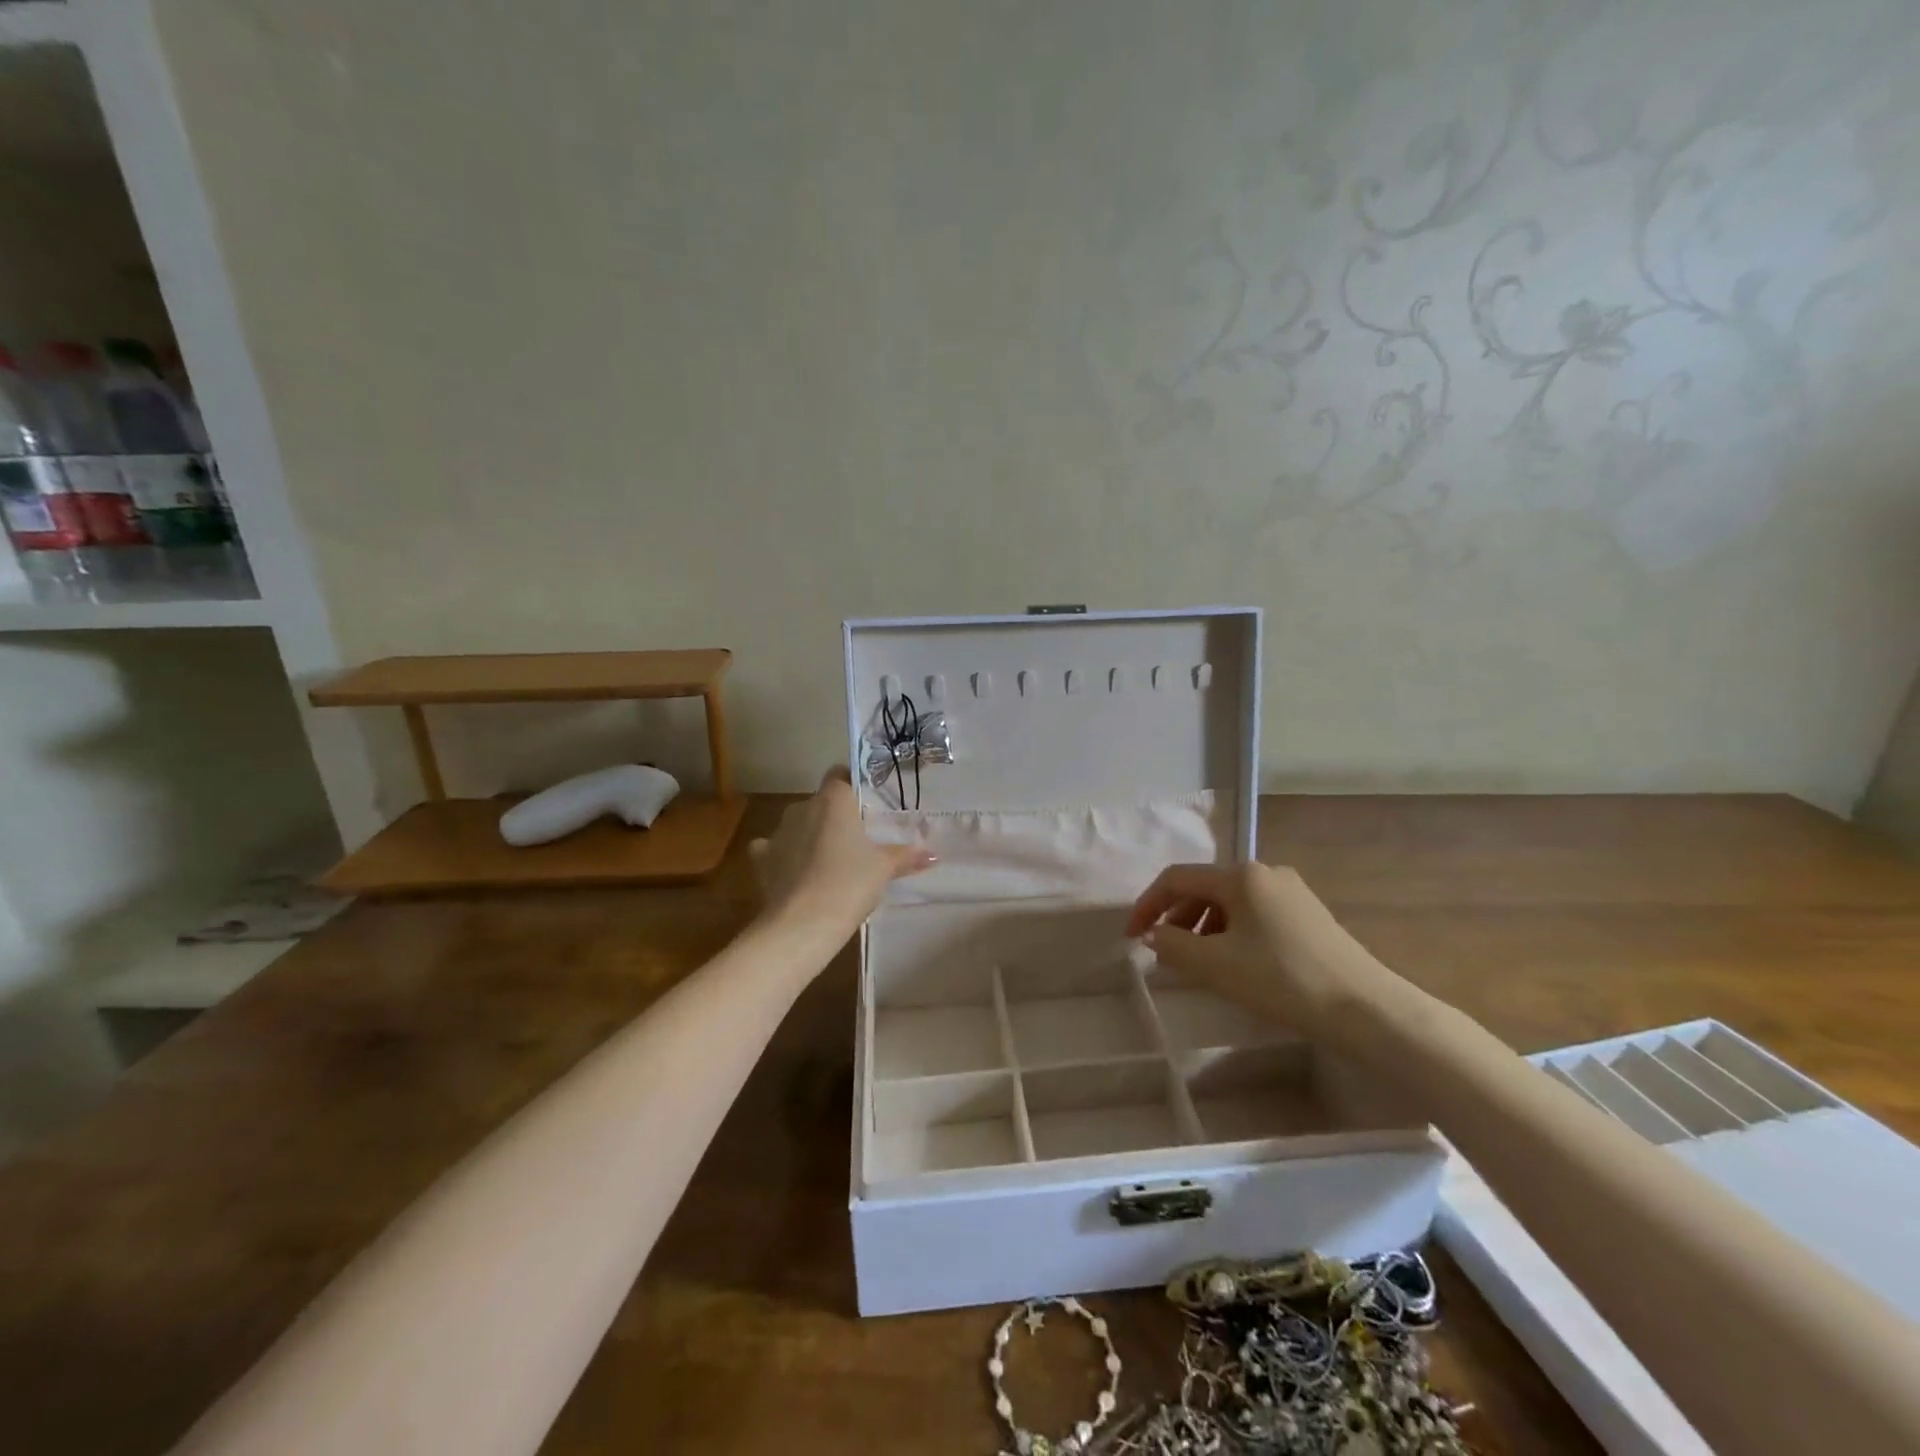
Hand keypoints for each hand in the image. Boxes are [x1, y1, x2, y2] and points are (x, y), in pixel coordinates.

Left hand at [750, 767, 934, 941]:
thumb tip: (933, 854)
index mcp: (833, 800)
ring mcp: (778, 832)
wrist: (802, 923)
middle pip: (821, 802)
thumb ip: (906, 856)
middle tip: (858, 838)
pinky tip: (797, 873)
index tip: (868, 804)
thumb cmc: (849, 883)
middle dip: (836, 816)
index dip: (853, 786)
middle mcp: (802, 807)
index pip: (840, 775)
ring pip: (798, 824)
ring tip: (830, 861)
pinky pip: (775, 849)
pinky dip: (785, 857)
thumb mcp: (884, 869)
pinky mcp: (761, 859)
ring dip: (811, 836)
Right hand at [1125, 862, 1377, 1036]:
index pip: (1177, 878)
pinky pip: (1255, 915)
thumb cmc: (1282, 980)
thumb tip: (1154, 934)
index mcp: (1240, 875)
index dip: (1147, 904)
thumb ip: (1173, 944)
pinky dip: (1232, 933)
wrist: (1366, 1009)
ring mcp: (1291, 892)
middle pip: (1204, 888)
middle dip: (1176, 917)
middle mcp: (1265, 872)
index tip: (1132, 936)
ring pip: (1230, 903)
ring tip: (1197, 962)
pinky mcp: (1309, 915)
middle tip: (1164, 952)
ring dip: (1204, 927)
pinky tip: (1236, 963)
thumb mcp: (1216, 965)